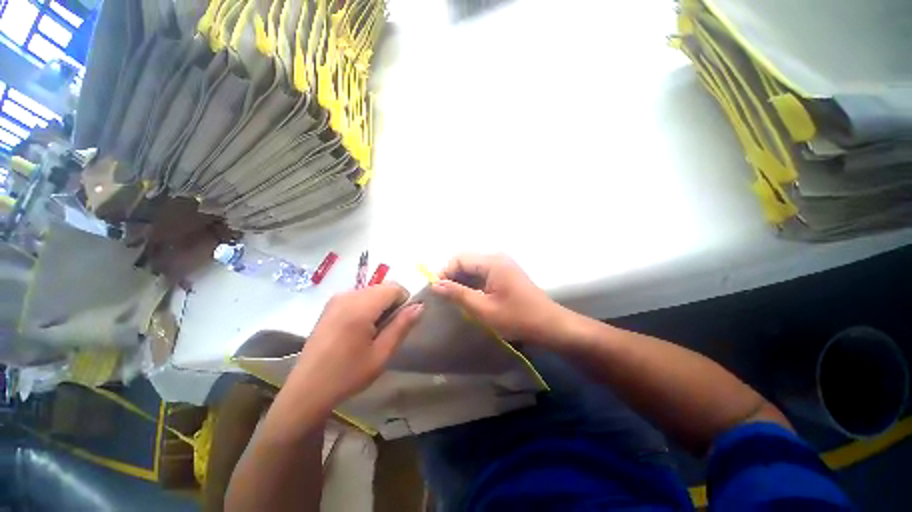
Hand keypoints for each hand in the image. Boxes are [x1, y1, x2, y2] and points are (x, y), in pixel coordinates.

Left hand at [289, 283, 422, 409]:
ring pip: (372, 291)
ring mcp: (336, 299)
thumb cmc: (347, 375)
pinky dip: (367, 307)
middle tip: (386, 331)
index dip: (404, 301)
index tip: (400, 323)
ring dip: (380, 306)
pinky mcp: (330, 305)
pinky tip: (359, 330)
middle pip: (382, 288)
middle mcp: (347, 295)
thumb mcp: (381, 354)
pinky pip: (359, 297)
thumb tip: (420, 306)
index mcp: (360, 307)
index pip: (394, 287)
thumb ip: (402, 326)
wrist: (307, 390)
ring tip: (372, 332)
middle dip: (391, 304)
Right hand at [431, 253, 568, 345]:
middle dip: (453, 277)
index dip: (445, 272)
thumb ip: (458, 294)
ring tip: (456, 299)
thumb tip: (436, 284)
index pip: (459, 258)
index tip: (437, 291)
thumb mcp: (483, 309)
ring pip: (474, 268)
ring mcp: (503, 265)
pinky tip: (470, 298)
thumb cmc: (517, 318)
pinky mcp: (506, 273)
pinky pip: (483, 274)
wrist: (549, 325)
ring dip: (462, 281)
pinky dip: (473, 284)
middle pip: (466, 261)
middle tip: (445, 297)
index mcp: (492, 262)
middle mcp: (497, 258)